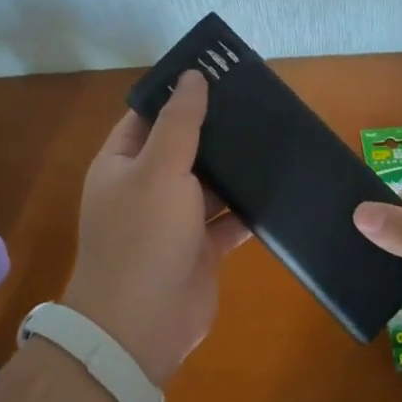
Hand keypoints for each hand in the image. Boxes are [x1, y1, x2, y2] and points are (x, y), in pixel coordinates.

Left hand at [64, 70, 250, 383]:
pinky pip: (228, 217)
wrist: (141, 329)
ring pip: (209, 182)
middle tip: (256, 100)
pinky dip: (249, 205)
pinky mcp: (201, 248)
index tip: (216, 72)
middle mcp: (146, 187)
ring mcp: (174, 220)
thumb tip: (193, 77)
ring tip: (274, 134)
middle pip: (183, 147)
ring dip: (235, 166)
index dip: (177, 94)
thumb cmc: (143, 238)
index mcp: (123, 163)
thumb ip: (180, 123)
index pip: (148, 116)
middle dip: (215, 128)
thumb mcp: (159, 169)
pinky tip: (278, 184)